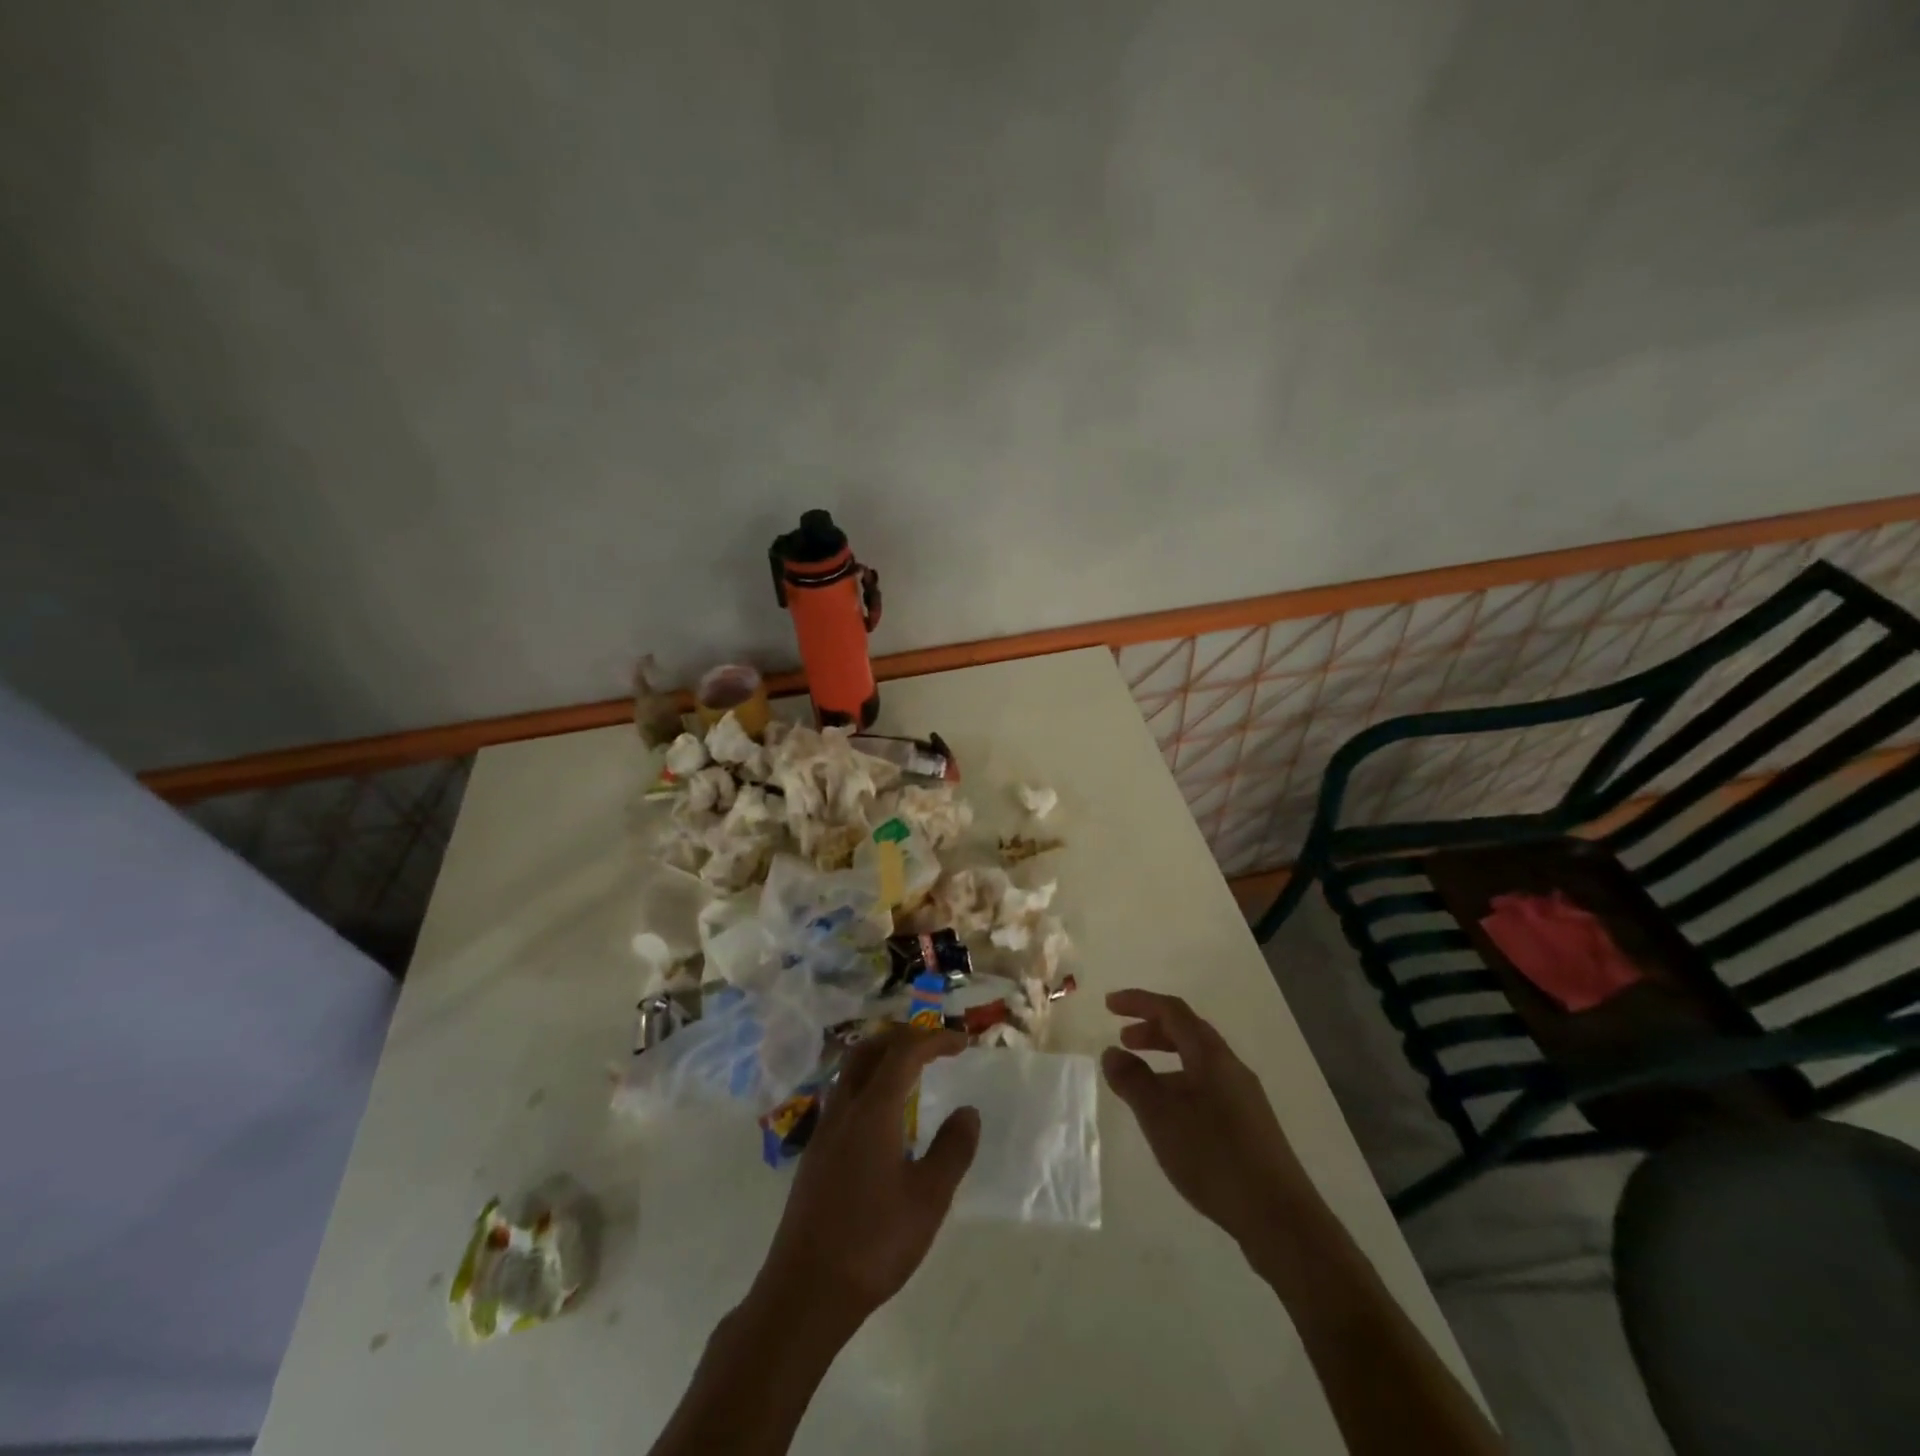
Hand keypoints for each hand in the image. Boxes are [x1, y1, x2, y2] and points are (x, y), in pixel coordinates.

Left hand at [752, 1026, 979, 1330]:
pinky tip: (883, 1116)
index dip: (934, 1039)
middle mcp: (844, 1109)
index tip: (961, 1043)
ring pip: (850, 1071)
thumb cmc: (873, 1243)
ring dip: (881, 1057)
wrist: (805, 1291)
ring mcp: (824, 1131)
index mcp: (873, 1110)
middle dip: (902, 1037)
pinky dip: (868, 1083)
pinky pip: (843, 1096)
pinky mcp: (815, 1154)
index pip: (904, 1052)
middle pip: (869, 1049)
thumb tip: (968, 1112)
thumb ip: (952, 1150)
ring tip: (911, 1071)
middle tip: (933, 1045)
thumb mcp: (928, 1199)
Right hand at [1101, 988, 1311, 1253]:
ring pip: (1198, 1060)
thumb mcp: (1161, 1116)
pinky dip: (1181, 1082)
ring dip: (1166, 1058)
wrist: (1280, 1218)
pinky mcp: (1250, 1124)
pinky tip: (1170, 1115)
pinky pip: (1208, 1085)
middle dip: (1152, 1029)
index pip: (1172, 1011)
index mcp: (1211, 1055)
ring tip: (1140, 1079)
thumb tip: (1112, 1052)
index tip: (1108, 1005)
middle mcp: (1230, 1066)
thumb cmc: (1214, 1157)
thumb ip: (1133, 1080)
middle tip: (1123, 1039)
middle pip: (1188, 1031)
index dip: (1139, 1001)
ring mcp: (1244, 1096)